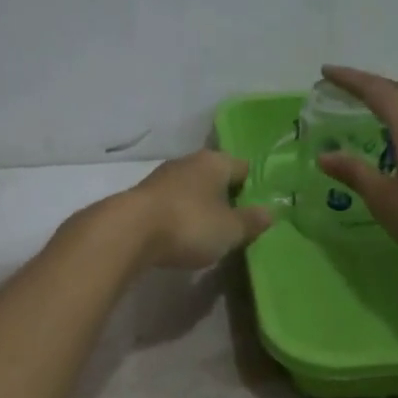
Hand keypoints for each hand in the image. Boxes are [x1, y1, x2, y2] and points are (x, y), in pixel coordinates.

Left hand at [121, 149, 272, 269]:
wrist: (127, 232)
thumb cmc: (189, 225)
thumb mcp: (230, 230)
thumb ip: (251, 221)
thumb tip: (270, 212)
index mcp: (214, 162)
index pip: (242, 168)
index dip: (252, 187)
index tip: (257, 209)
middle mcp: (187, 162)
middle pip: (214, 177)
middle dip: (224, 196)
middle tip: (235, 223)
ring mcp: (161, 179)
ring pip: (190, 190)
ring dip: (199, 207)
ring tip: (208, 232)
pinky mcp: (141, 199)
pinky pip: (170, 205)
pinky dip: (178, 216)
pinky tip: (180, 235)